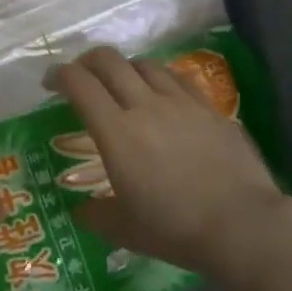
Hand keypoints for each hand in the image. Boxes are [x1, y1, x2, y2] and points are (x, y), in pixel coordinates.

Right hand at [47, 46, 291, 283]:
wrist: (241, 226)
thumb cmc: (174, 229)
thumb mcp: (123, 229)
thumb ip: (95, 214)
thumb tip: (80, 210)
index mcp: (116, 132)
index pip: (79, 84)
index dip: (58, 75)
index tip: (50, 83)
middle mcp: (145, 105)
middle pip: (109, 61)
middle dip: (87, 61)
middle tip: (81, 77)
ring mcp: (181, 102)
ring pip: (145, 64)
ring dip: (125, 69)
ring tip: (122, 85)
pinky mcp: (210, 108)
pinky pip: (178, 78)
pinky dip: (160, 78)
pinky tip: (162, 95)